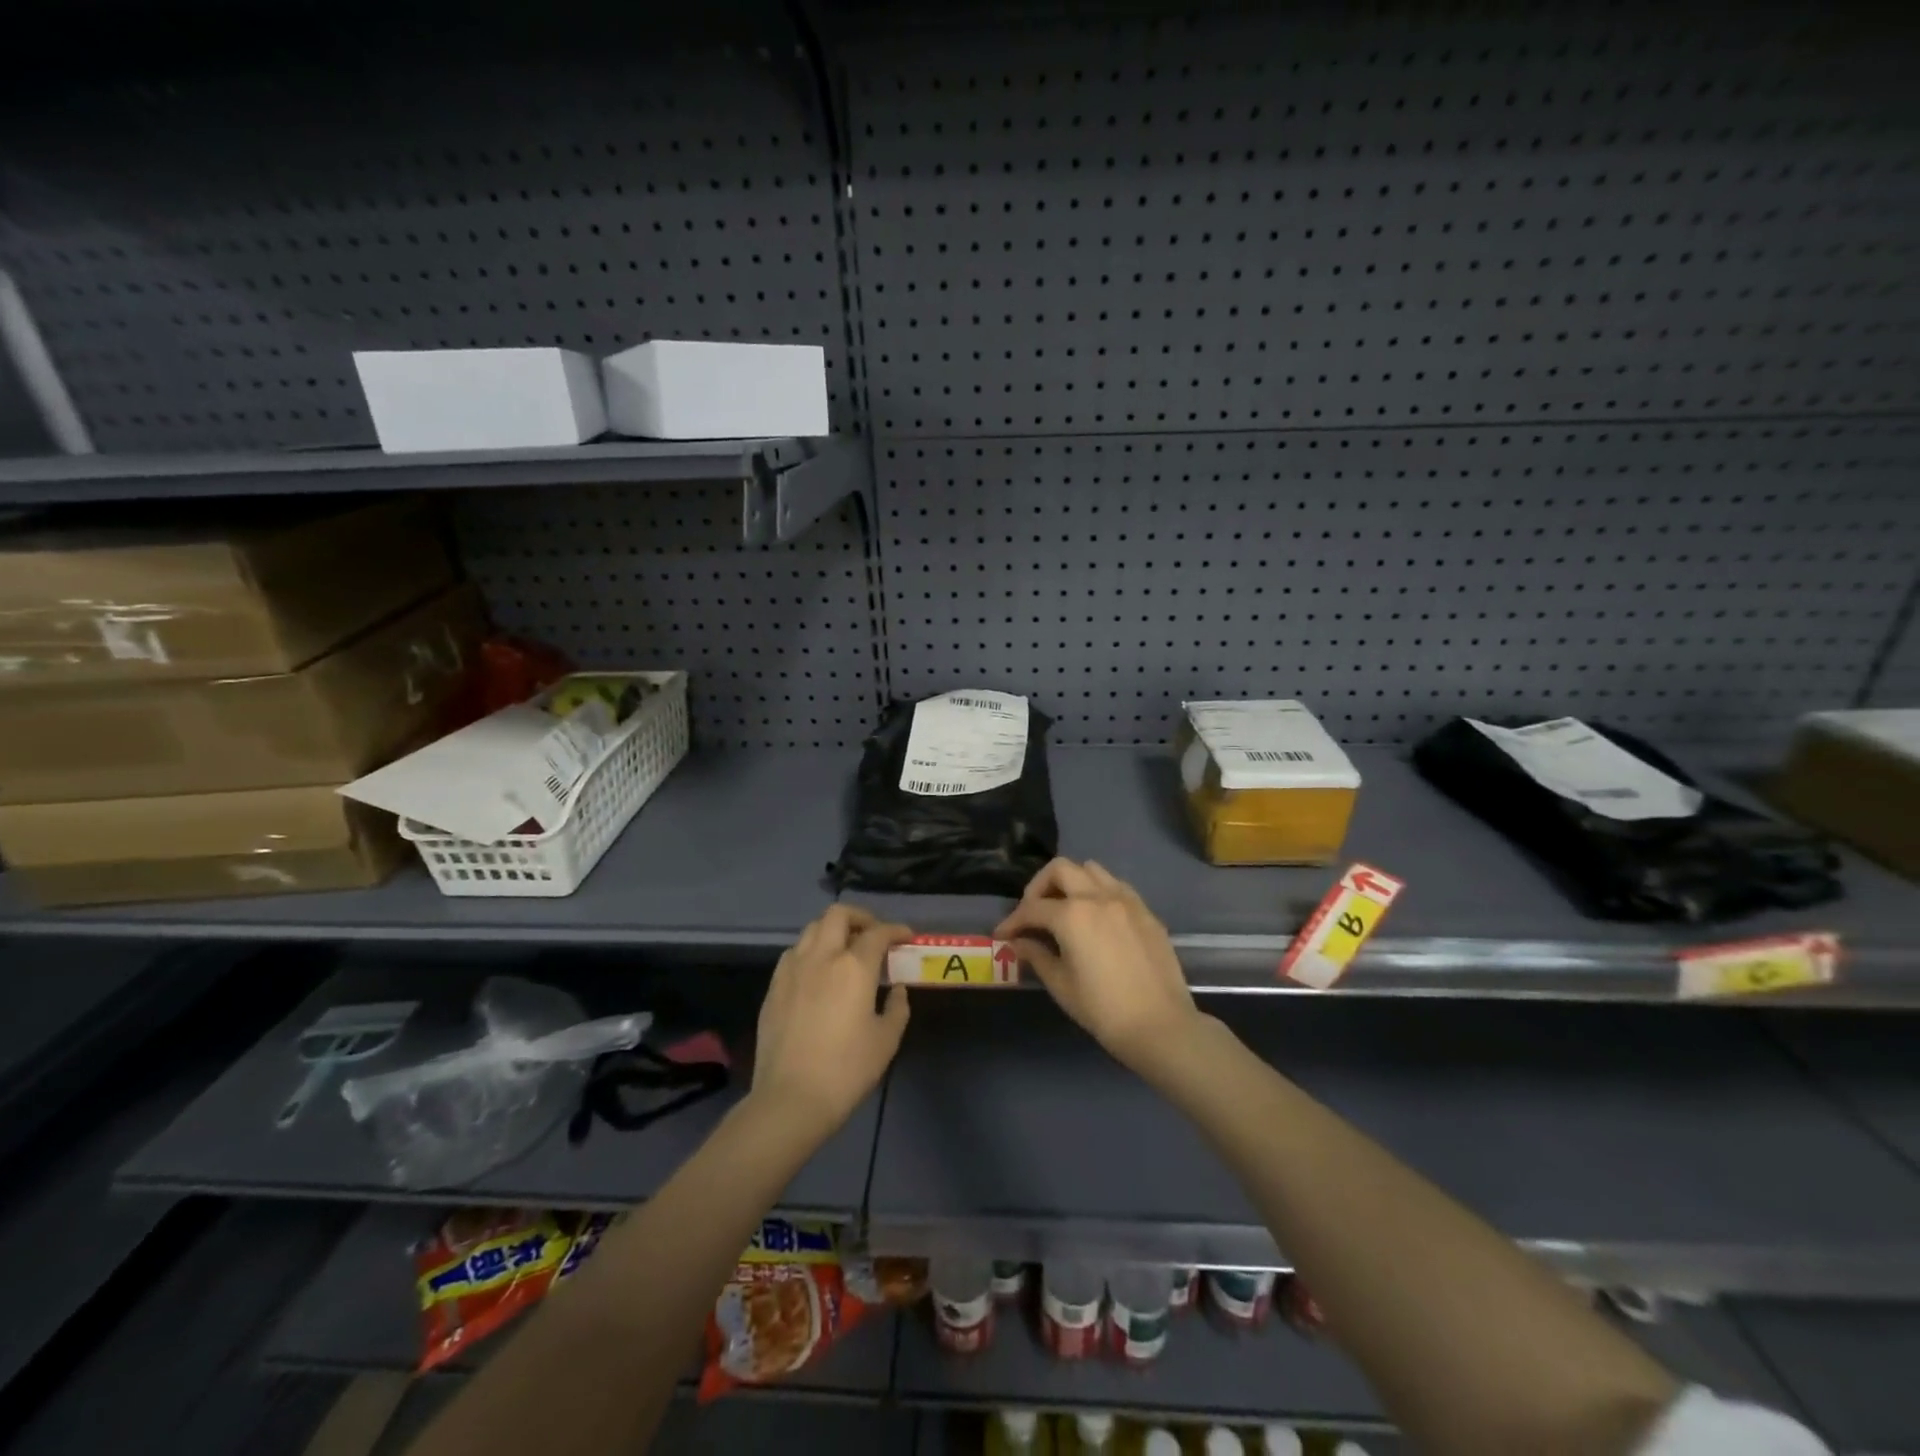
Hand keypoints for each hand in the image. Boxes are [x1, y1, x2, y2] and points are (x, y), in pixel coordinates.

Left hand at [750, 905, 912, 1143]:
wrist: (790, 1099)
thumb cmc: (846, 1070)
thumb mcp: (886, 1040)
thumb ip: (897, 1007)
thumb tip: (897, 988)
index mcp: (854, 967)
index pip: (878, 933)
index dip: (895, 930)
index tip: (906, 936)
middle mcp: (821, 956)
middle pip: (838, 915)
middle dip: (860, 917)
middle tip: (873, 934)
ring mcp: (792, 969)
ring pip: (812, 929)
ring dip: (832, 930)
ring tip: (845, 950)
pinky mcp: (774, 987)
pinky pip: (794, 953)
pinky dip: (811, 951)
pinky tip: (818, 972)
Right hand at [995, 858, 1203, 1074]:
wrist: (1160, 1026)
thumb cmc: (1103, 1010)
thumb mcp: (1061, 985)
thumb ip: (1037, 956)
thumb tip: (1019, 943)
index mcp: (1072, 915)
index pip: (1032, 908)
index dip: (1012, 921)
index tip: (1002, 934)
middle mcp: (1098, 896)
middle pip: (1060, 869)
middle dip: (1039, 887)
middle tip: (1032, 913)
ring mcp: (1126, 900)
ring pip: (1091, 870)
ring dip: (1071, 882)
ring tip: (1064, 908)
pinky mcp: (1146, 912)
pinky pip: (1116, 886)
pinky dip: (1098, 891)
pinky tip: (1095, 917)